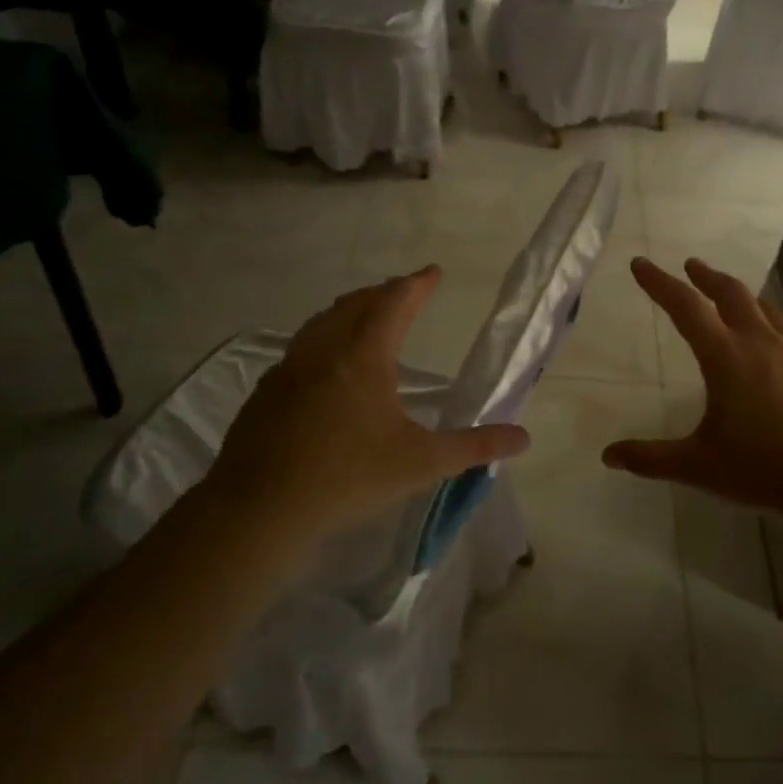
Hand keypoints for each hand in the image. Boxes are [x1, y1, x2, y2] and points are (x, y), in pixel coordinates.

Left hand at [200, 267, 529, 558]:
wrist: (258, 511)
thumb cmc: (347, 479)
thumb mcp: (422, 464)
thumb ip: (475, 447)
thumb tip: (523, 439)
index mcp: (362, 358)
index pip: (393, 304)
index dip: (416, 285)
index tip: (433, 272)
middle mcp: (323, 352)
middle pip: (354, 305)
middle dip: (383, 293)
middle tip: (404, 292)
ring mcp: (287, 370)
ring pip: (321, 323)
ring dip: (348, 311)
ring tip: (365, 316)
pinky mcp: (265, 394)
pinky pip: (300, 349)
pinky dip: (323, 339)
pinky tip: (325, 367)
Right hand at [604, 258, 782, 516]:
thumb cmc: (765, 466)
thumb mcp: (700, 466)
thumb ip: (652, 459)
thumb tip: (608, 456)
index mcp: (726, 357)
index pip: (685, 307)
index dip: (659, 283)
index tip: (641, 263)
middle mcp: (761, 343)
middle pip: (730, 294)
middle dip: (706, 277)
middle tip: (692, 266)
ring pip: (765, 309)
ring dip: (742, 296)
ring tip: (732, 296)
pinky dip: (771, 327)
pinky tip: (774, 348)